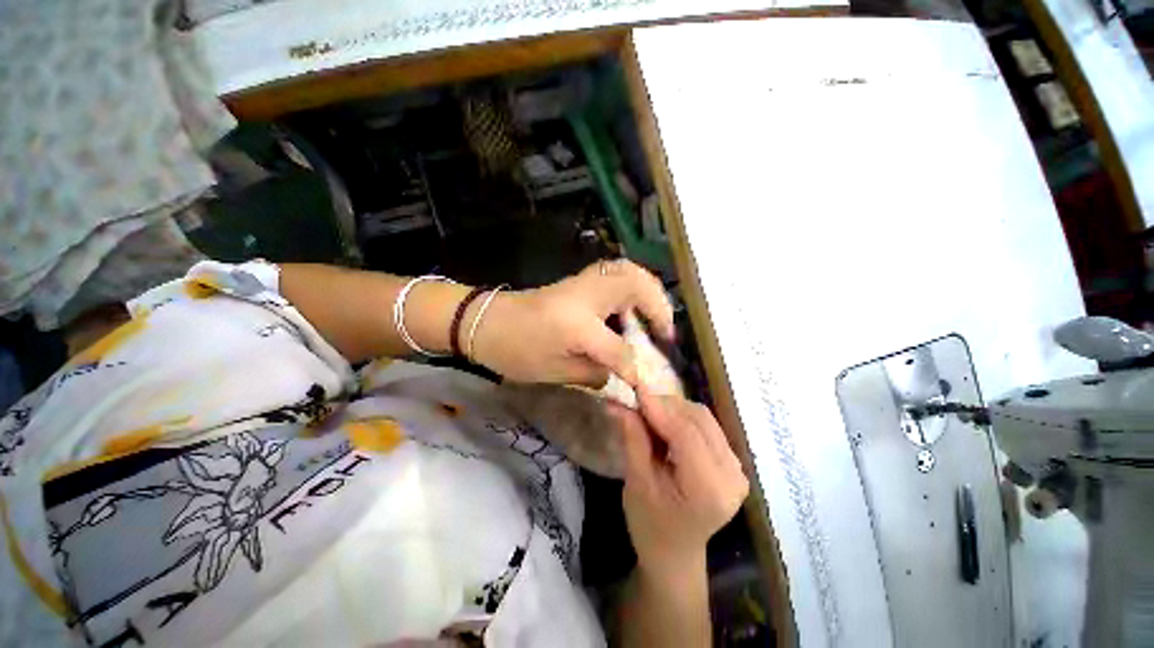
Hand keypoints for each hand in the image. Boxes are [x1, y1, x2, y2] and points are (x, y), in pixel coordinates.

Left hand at [473, 260, 673, 386]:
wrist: (486, 322)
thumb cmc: (515, 351)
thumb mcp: (554, 373)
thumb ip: (594, 373)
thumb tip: (621, 373)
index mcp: (578, 325)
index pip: (620, 349)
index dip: (635, 370)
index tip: (646, 385)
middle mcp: (586, 296)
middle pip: (635, 286)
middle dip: (658, 307)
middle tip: (664, 331)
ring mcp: (582, 282)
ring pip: (627, 271)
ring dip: (649, 290)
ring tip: (655, 315)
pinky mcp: (578, 280)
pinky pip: (615, 273)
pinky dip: (633, 284)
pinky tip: (632, 305)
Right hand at [611, 390, 748, 575]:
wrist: (675, 554)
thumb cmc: (650, 525)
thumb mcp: (637, 483)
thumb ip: (634, 439)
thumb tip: (621, 402)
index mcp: (708, 489)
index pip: (686, 434)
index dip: (659, 407)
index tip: (635, 389)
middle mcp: (732, 475)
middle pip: (698, 420)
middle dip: (665, 405)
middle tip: (636, 402)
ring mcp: (736, 468)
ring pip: (703, 418)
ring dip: (673, 409)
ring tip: (648, 413)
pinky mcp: (733, 462)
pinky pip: (707, 426)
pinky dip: (682, 418)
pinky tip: (665, 424)